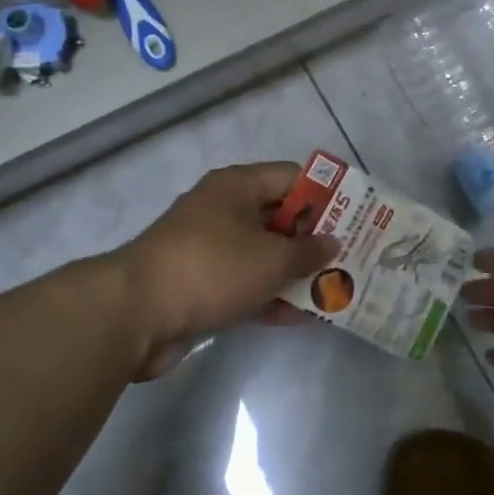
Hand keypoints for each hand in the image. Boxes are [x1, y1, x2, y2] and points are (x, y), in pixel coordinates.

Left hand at [119, 163, 338, 378]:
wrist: (136, 314)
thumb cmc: (212, 268)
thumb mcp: (271, 258)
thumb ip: (308, 251)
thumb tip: (332, 243)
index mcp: (237, 187)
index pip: (292, 178)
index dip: (326, 195)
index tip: (357, 217)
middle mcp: (223, 210)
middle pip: (280, 217)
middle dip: (314, 239)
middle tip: (352, 257)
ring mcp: (210, 249)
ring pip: (264, 254)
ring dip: (295, 272)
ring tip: (336, 289)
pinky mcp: (201, 284)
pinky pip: (246, 283)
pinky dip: (271, 295)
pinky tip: (303, 317)